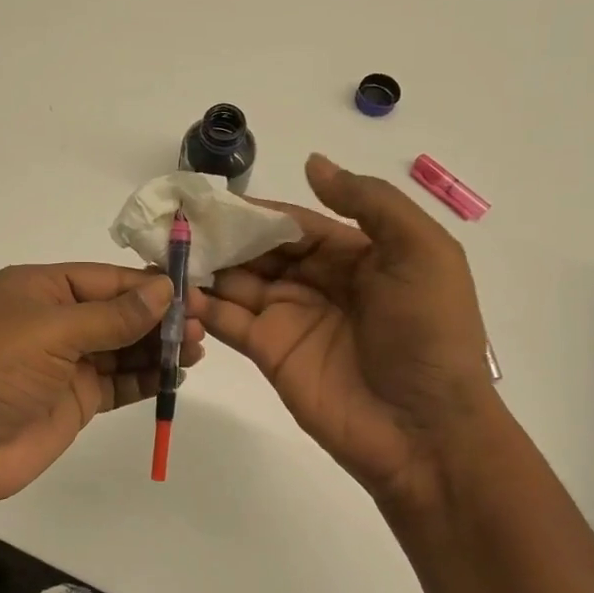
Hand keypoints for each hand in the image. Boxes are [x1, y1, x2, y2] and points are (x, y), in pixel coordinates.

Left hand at [0, 263, 203, 516]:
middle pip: (118, 312)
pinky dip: (146, 378)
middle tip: (204, 325)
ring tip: (198, 348)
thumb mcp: (50, 332)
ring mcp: (64, 363)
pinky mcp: (74, 401)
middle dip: (159, 317)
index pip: (106, 279)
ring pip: (122, 347)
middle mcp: (54, 321)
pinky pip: (118, 382)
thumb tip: (163, 289)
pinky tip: (175, 375)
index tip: (193, 292)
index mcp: (40, 289)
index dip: (149, 285)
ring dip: (158, 347)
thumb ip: (112, 315)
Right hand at [198, 154, 496, 508]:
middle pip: (261, 250)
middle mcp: (318, 283)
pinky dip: (201, 306)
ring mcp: (290, 318)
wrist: (425, 430)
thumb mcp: (421, 252)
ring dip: (204, 266)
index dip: (257, 211)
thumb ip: (369, 203)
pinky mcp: (269, 353)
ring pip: (237, 281)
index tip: (212, 198)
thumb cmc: (428, 333)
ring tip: (165, 250)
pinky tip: (175, 291)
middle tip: (176, 223)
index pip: (296, 224)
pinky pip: (228, 321)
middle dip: (223, 235)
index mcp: (356, 255)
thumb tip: (312, 163)